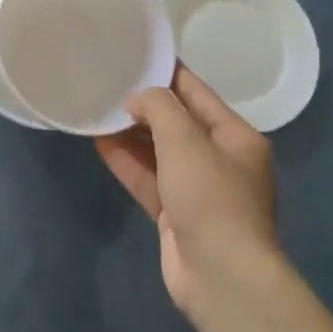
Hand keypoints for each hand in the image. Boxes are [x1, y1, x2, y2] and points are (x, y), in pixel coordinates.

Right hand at [96, 66, 280, 327]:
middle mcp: (220, 159)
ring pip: (158, 152)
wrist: (220, 275)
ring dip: (130, 134)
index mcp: (236, 137)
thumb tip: (137, 99)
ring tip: (96, 110)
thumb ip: (159, 108)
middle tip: (106, 85)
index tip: (133, 56)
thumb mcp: (185, 140)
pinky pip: (148, 178)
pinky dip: (127, 162)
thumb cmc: (210, 197)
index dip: (165, 74)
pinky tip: (99, 143)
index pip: (196, 93)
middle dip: (143, 106)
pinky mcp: (175, 213)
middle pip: (176, 123)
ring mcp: (197, 189)